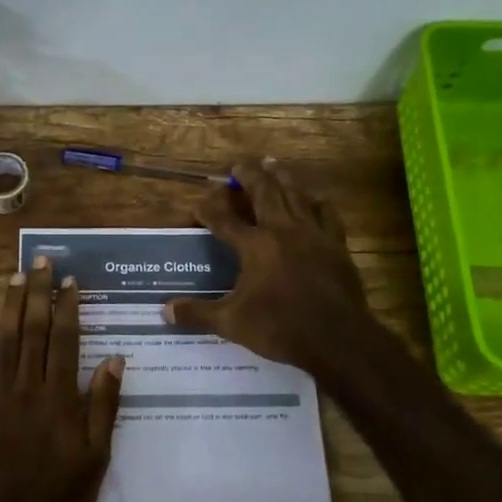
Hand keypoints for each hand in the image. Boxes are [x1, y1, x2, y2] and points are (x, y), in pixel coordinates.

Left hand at [0, 258, 124, 501]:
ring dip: (8, 307)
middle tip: (39, 262)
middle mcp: (27, 389)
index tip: (69, 280)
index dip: (66, 307)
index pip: (64, 339)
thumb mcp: (98, 455)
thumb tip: (114, 358)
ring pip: (2, 342)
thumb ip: (104, 405)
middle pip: (31, 330)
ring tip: (14, 278)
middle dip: (36, 293)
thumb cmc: (63, 497)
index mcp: (60, 398)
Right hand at [167, 158, 373, 372]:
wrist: (336, 338)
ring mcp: (313, 234)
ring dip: (281, 176)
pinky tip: (316, 199)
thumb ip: (198, 313)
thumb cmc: (280, 328)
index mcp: (255, 246)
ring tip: (272, 162)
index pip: (224, 220)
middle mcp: (282, 230)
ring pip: (295, 194)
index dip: (209, 209)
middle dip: (248, 176)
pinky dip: (318, 203)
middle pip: (264, 193)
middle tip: (238, 165)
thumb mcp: (231, 323)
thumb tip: (165, 310)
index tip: (198, 202)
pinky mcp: (336, 245)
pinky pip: (327, 214)